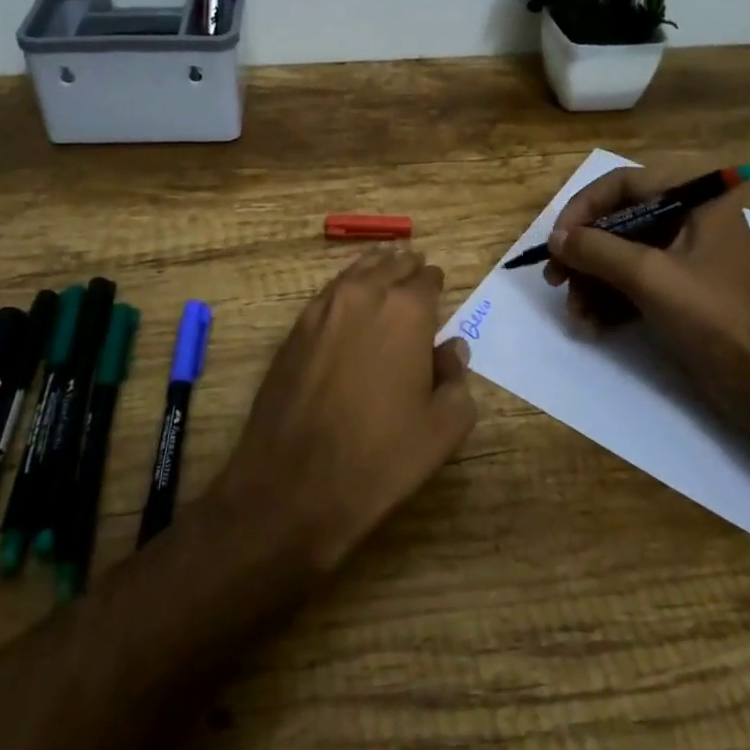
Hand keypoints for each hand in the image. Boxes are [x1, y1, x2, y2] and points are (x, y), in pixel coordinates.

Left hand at [209, 246, 477, 573]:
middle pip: (390, 265)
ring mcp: (322, 309)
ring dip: (375, 269)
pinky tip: (350, 302)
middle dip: (406, 267)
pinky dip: (345, 288)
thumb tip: (451, 348)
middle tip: (416, 270)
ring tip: (385, 270)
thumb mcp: (442, 429)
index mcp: (406, 311)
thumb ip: (457, 379)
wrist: (292, 484)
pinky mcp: (294, 329)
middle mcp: (363, 296)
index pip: (428, 280)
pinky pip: (329, 293)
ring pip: (356, 272)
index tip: (439, 287)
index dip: (436, 283)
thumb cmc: (379, 457)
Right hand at [544, 165, 749, 450]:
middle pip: (619, 219)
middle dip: (584, 252)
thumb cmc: (715, 318)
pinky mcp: (681, 288)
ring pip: (622, 252)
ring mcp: (687, 255)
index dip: (584, 207)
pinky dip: (610, 298)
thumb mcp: (650, 277)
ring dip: (592, 280)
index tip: (558, 240)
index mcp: (698, 199)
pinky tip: (591, 324)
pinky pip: (633, 280)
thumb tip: (555, 239)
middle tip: (555, 278)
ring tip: (574, 311)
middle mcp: (692, 218)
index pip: (625, 183)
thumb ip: (597, 249)